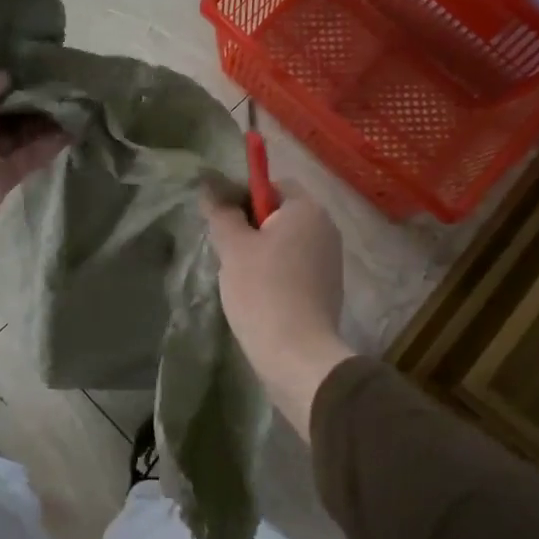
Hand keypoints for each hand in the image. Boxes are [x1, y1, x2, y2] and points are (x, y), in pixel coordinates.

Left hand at [0, 73, 67, 257]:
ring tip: (76, 103)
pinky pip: (29, 156)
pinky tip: (73, 129)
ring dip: (45, 120)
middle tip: (65, 84)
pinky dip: (49, 144)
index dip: (10, 77)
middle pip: (5, 110)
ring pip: (20, 133)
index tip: (40, 67)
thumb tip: (11, 78)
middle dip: (32, 98)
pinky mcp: (2, 178)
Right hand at [203, 182, 352, 439]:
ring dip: (260, 251)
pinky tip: (257, 295)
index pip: (273, 184)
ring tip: (238, 276)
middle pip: (280, 213)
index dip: (243, 194)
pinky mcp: (327, 288)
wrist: (298, 355)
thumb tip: (208, 183)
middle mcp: (326, 228)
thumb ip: (221, 211)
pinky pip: (295, 266)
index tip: (222, 219)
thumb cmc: (263, 291)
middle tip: (226, 249)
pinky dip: (275, 272)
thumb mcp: (233, 247)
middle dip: (250, 226)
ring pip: (285, 242)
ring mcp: (330, 260)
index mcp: (308, 210)